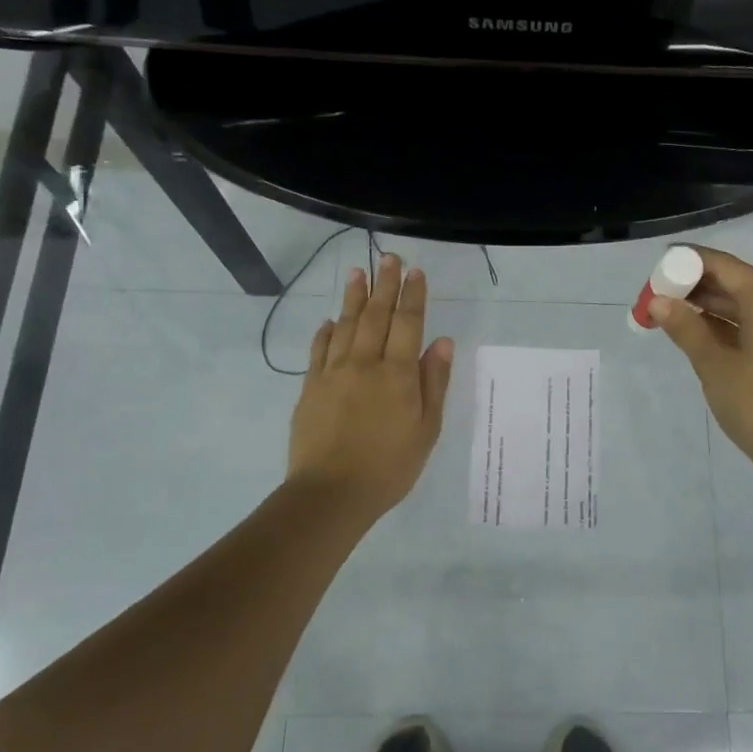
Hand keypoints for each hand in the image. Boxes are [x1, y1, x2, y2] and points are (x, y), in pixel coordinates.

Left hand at [288, 254, 454, 521]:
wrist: (331, 494)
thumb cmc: (389, 466)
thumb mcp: (426, 429)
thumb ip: (433, 383)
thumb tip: (441, 341)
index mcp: (397, 374)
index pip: (407, 323)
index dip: (413, 295)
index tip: (415, 271)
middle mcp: (364, 364)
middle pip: (375, 315)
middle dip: (384, 284)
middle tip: (387, 257)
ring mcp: (333, 373)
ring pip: (345, 325)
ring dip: (353, 297)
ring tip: (357, 271)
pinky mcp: (310, 388)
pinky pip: (319, 350)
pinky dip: (325, 331)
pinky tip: (329, 320)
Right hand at [651, 247, 752, 481]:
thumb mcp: (714, 366)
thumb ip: (685, 328)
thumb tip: (658, 301)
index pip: (727, 267)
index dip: (692, 260)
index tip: (661, 262)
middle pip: (737, 283)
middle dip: (697, 284)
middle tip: (659, 290)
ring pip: (746, 304)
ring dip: (710, 305)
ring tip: (670, 308)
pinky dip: (727, 323)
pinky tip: (697, 328)